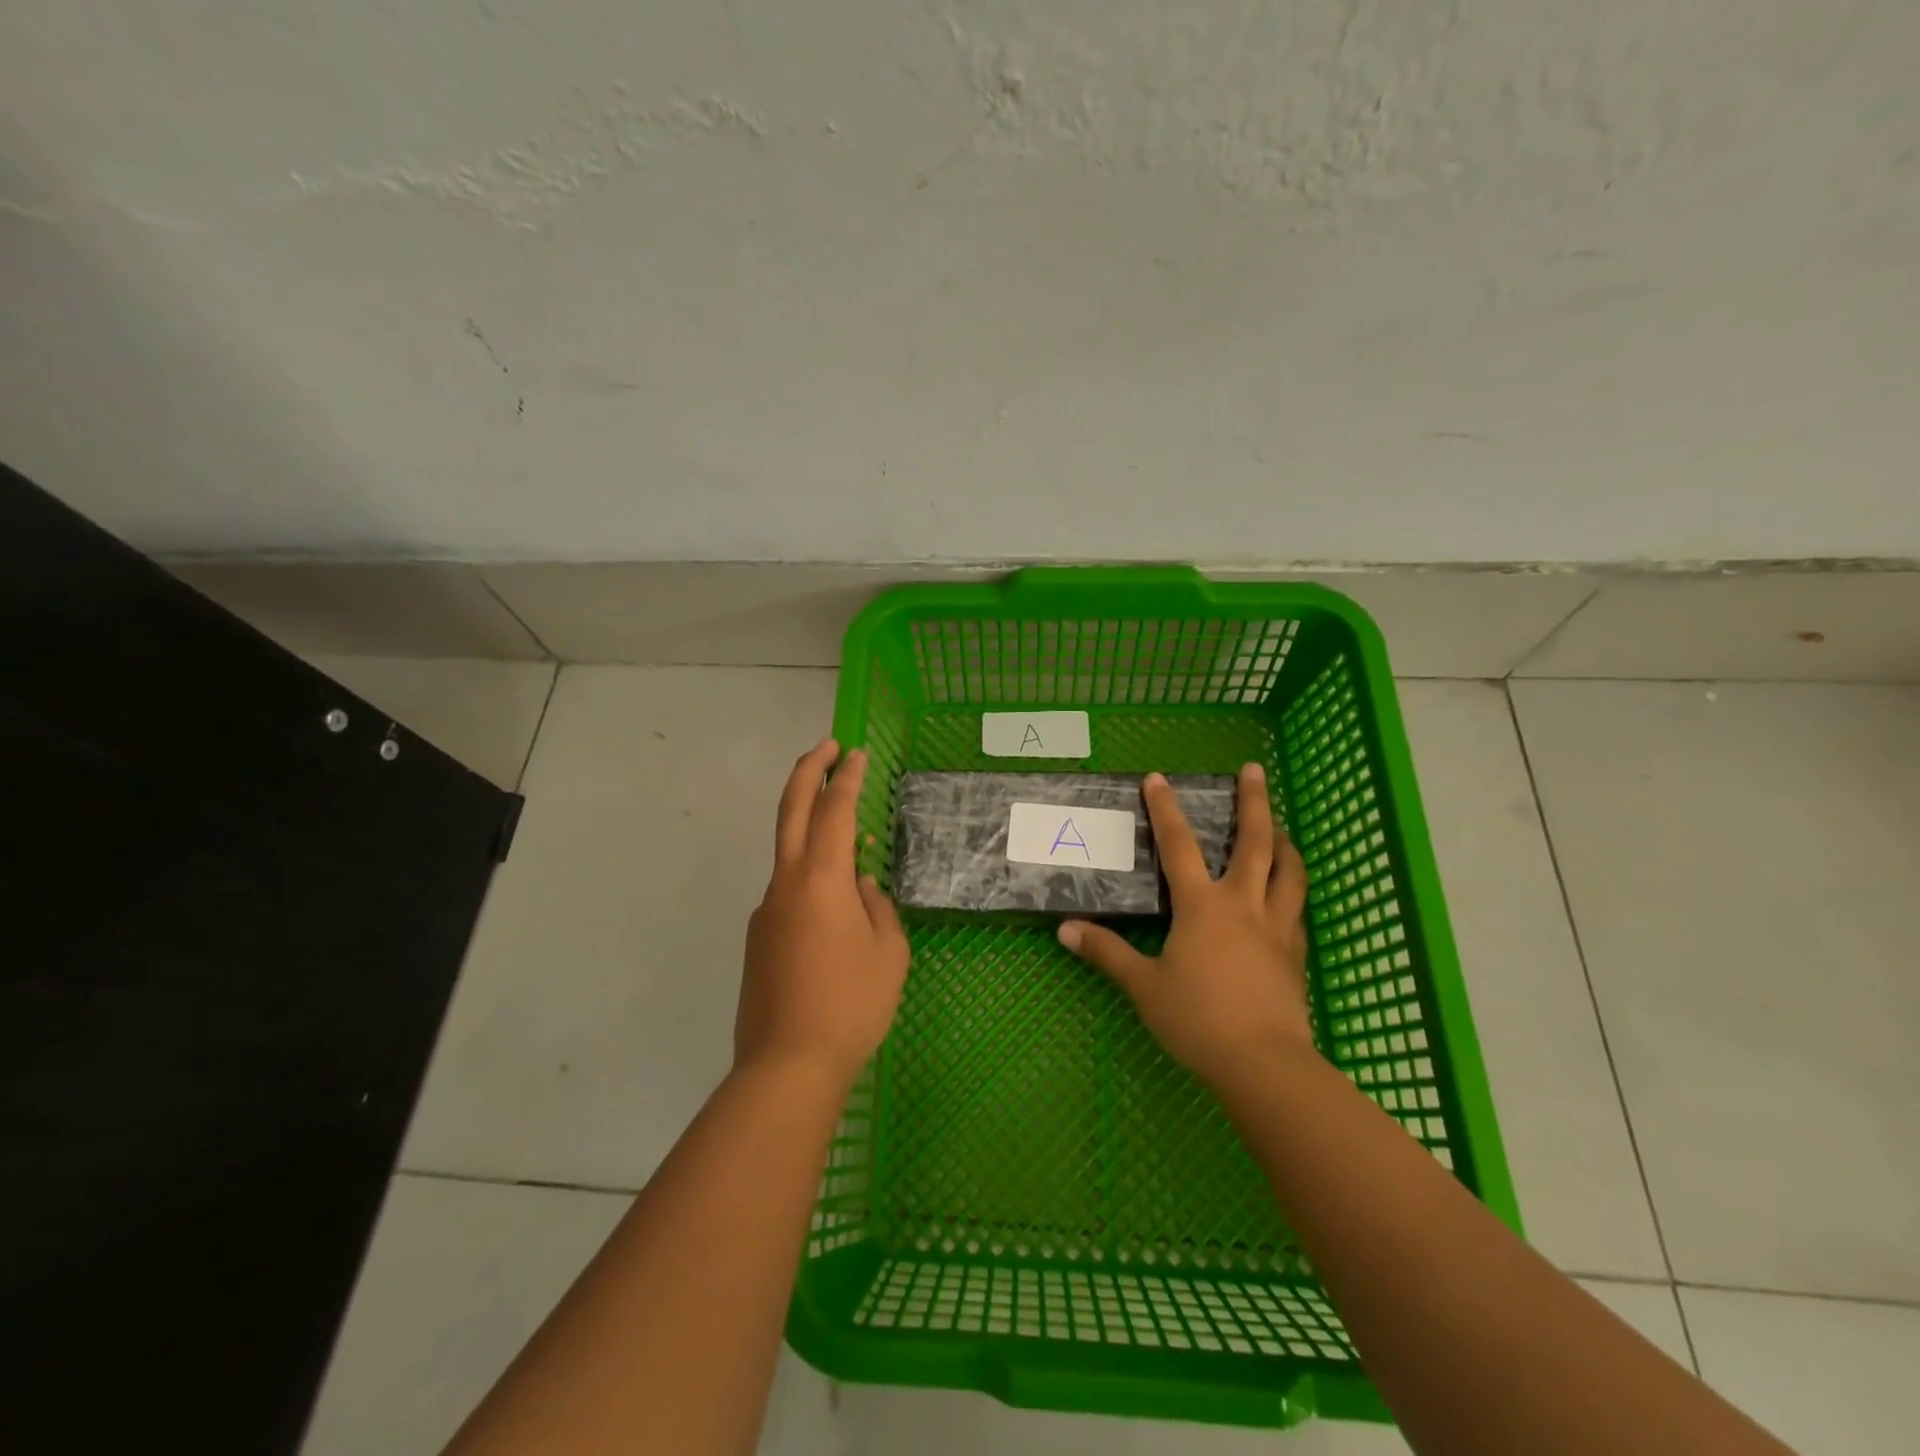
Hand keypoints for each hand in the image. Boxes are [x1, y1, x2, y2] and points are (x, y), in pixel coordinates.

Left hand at [737, 739, 909, 1088]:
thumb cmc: (851, 1005)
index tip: (855, 753)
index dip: (846, 778)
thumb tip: (861, 886)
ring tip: (850, 840)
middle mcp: (786, 884)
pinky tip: (834, 910)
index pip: (834, 811)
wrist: (786, 1066)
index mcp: (822, 880)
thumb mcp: (888, 954)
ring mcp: (766, 911)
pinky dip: (810, 877)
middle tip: (827, 747)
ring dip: (811, 827)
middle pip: (791, 811)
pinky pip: (788, 892)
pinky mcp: (758, 938)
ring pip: (788, 853)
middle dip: (808, 771)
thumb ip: (877, 908)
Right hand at [1057, 764, 1312, 1090]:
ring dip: (1284, 841)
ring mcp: (1276, 927)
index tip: (1158, 777)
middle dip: (1254, 801)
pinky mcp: (1296, 953)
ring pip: (1289, 870)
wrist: (1264, 1064)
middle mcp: (1243, 904)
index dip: (1165, 809)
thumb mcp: (1144, 987)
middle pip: (1255, 841)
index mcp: (1202, 906)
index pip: (1179, 845)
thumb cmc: (1198, 1020)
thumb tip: (1065, 930)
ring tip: (1281, 827)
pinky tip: (1286, 892)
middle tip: (1255, 769)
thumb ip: (1107, 953)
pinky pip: (1297, 907)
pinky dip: (1292, 888)